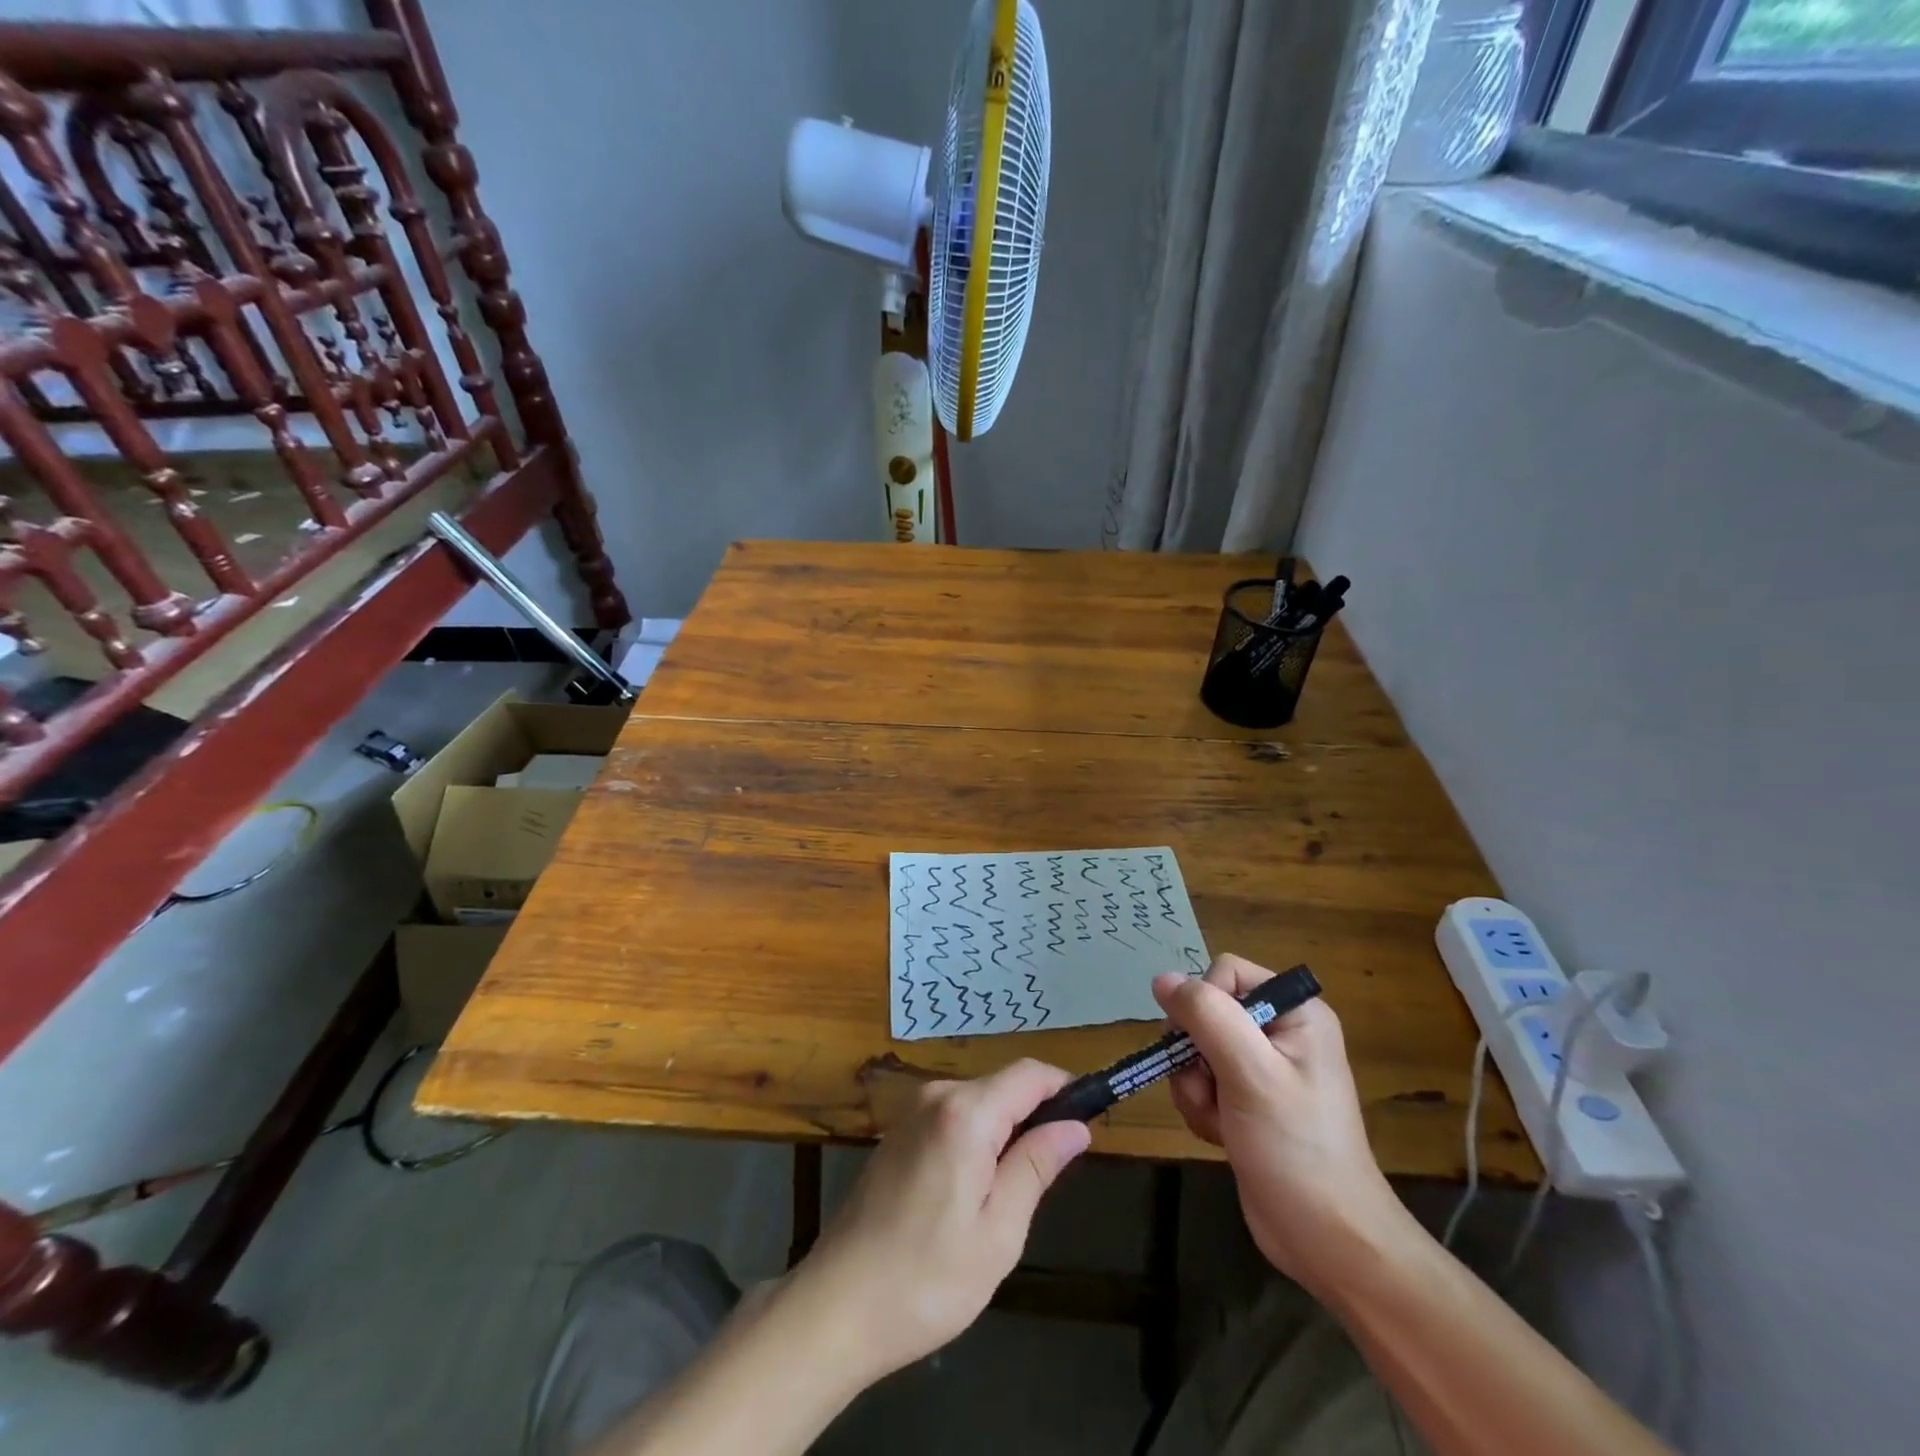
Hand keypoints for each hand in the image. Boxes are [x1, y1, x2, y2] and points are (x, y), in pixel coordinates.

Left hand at [790, 1059, 1090, 1383]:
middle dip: (1035, 1116)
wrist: (835, 1306)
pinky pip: (953, 1118)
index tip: (1091, 1119)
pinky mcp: (898, 1133)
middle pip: (1003, 1085)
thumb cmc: (927, 1279)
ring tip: (1011, 1195)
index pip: (1029, 1074)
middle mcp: (937, 1096)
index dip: (1065, 1088)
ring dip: (1005, 1132)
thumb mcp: (998, 1232)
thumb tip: (1077, 1127)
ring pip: (979, 1103)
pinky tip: (972, 1192)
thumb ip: (1036, 1167)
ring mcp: (912, 1113)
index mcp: (965, 1113)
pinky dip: (977, 1139)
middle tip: (1051, 1178)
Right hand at [1153, 956, 1410, 1293]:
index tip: (1206, 1047)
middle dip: (1195, 1054)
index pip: (1226, 973)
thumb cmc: (1296, 1148)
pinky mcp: (1246, 1101)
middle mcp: (1280, 1031)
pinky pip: (1201, 1082)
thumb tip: (1162, 978)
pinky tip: (1220, 1135)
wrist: (1327, 1241)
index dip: (1205, 1004)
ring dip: (1194, 1086)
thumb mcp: (1250, 1073)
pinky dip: (1201, 1107)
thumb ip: (1206, 1016)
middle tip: (1210, 1089)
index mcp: (1296, 1012)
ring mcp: (1262, 1068)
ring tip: (1218, 1120)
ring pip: (1196, 1049)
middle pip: (1205, 1012)